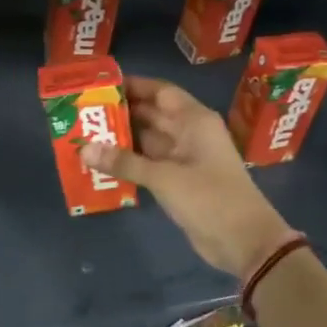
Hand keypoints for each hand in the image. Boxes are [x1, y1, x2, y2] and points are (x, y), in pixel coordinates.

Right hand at [81, 76, 296, 277]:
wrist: (244, 241)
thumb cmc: (210, 198)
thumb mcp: (164, 177)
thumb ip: (124, 162)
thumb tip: (83, 148)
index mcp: (194, 120)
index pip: (160, 91)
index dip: (132, 86)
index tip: (100, 85)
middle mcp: (189, 133)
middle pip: (151, 114)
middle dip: (120, 113)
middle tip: (83, 112)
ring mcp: (184, 158)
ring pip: (147, 140)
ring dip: (121, 139)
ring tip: (85, 134)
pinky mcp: (178, 181)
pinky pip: (148, 163)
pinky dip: (128, 162)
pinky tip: (101, 162)